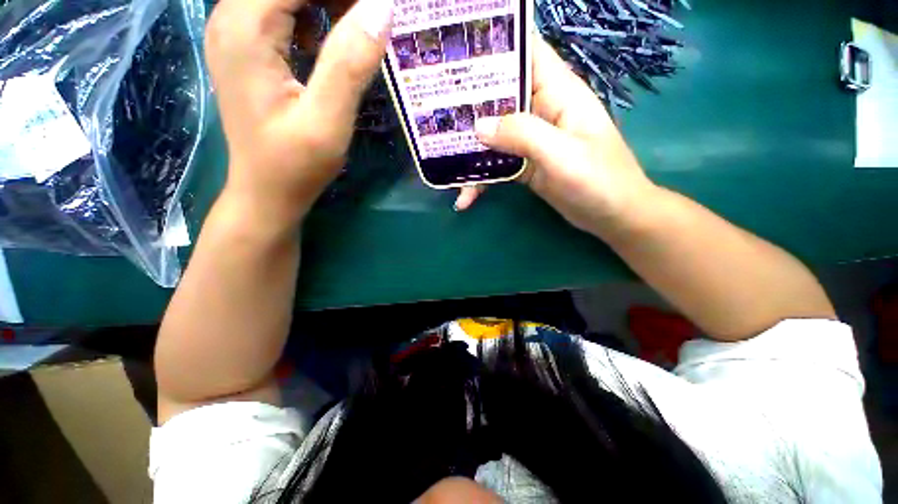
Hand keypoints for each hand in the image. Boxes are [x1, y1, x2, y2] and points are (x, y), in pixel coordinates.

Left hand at [204, 0, 392, 223]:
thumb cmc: (295, 165)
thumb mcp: (327, 122)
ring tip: (356, 24)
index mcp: (247, 28)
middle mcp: (231, 18)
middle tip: (370, 18)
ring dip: (325, 3)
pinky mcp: (247, 48)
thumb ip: (349, 65)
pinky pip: (279, 10)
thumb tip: (381, 8)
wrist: (266, 192)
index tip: (377, 9)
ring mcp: (236, 32)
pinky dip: (311, 13)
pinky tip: (328, 38)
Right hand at [459, 38, 656, 236]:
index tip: (456, 50)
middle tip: (431, 114)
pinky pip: (495, 164)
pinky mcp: (524, 165)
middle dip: (467, 104)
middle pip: (498, 96)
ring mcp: (529, 140)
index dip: (494, 43)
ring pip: (492, 134)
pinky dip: (480, 179)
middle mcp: (539, 110)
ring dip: (468, 150)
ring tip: (441, 164)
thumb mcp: (562, 154)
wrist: (610, 215)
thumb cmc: (599, 180)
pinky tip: (465, 197)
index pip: (525, 51)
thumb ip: (523, 134)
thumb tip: (478, 127)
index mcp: (556, 92)